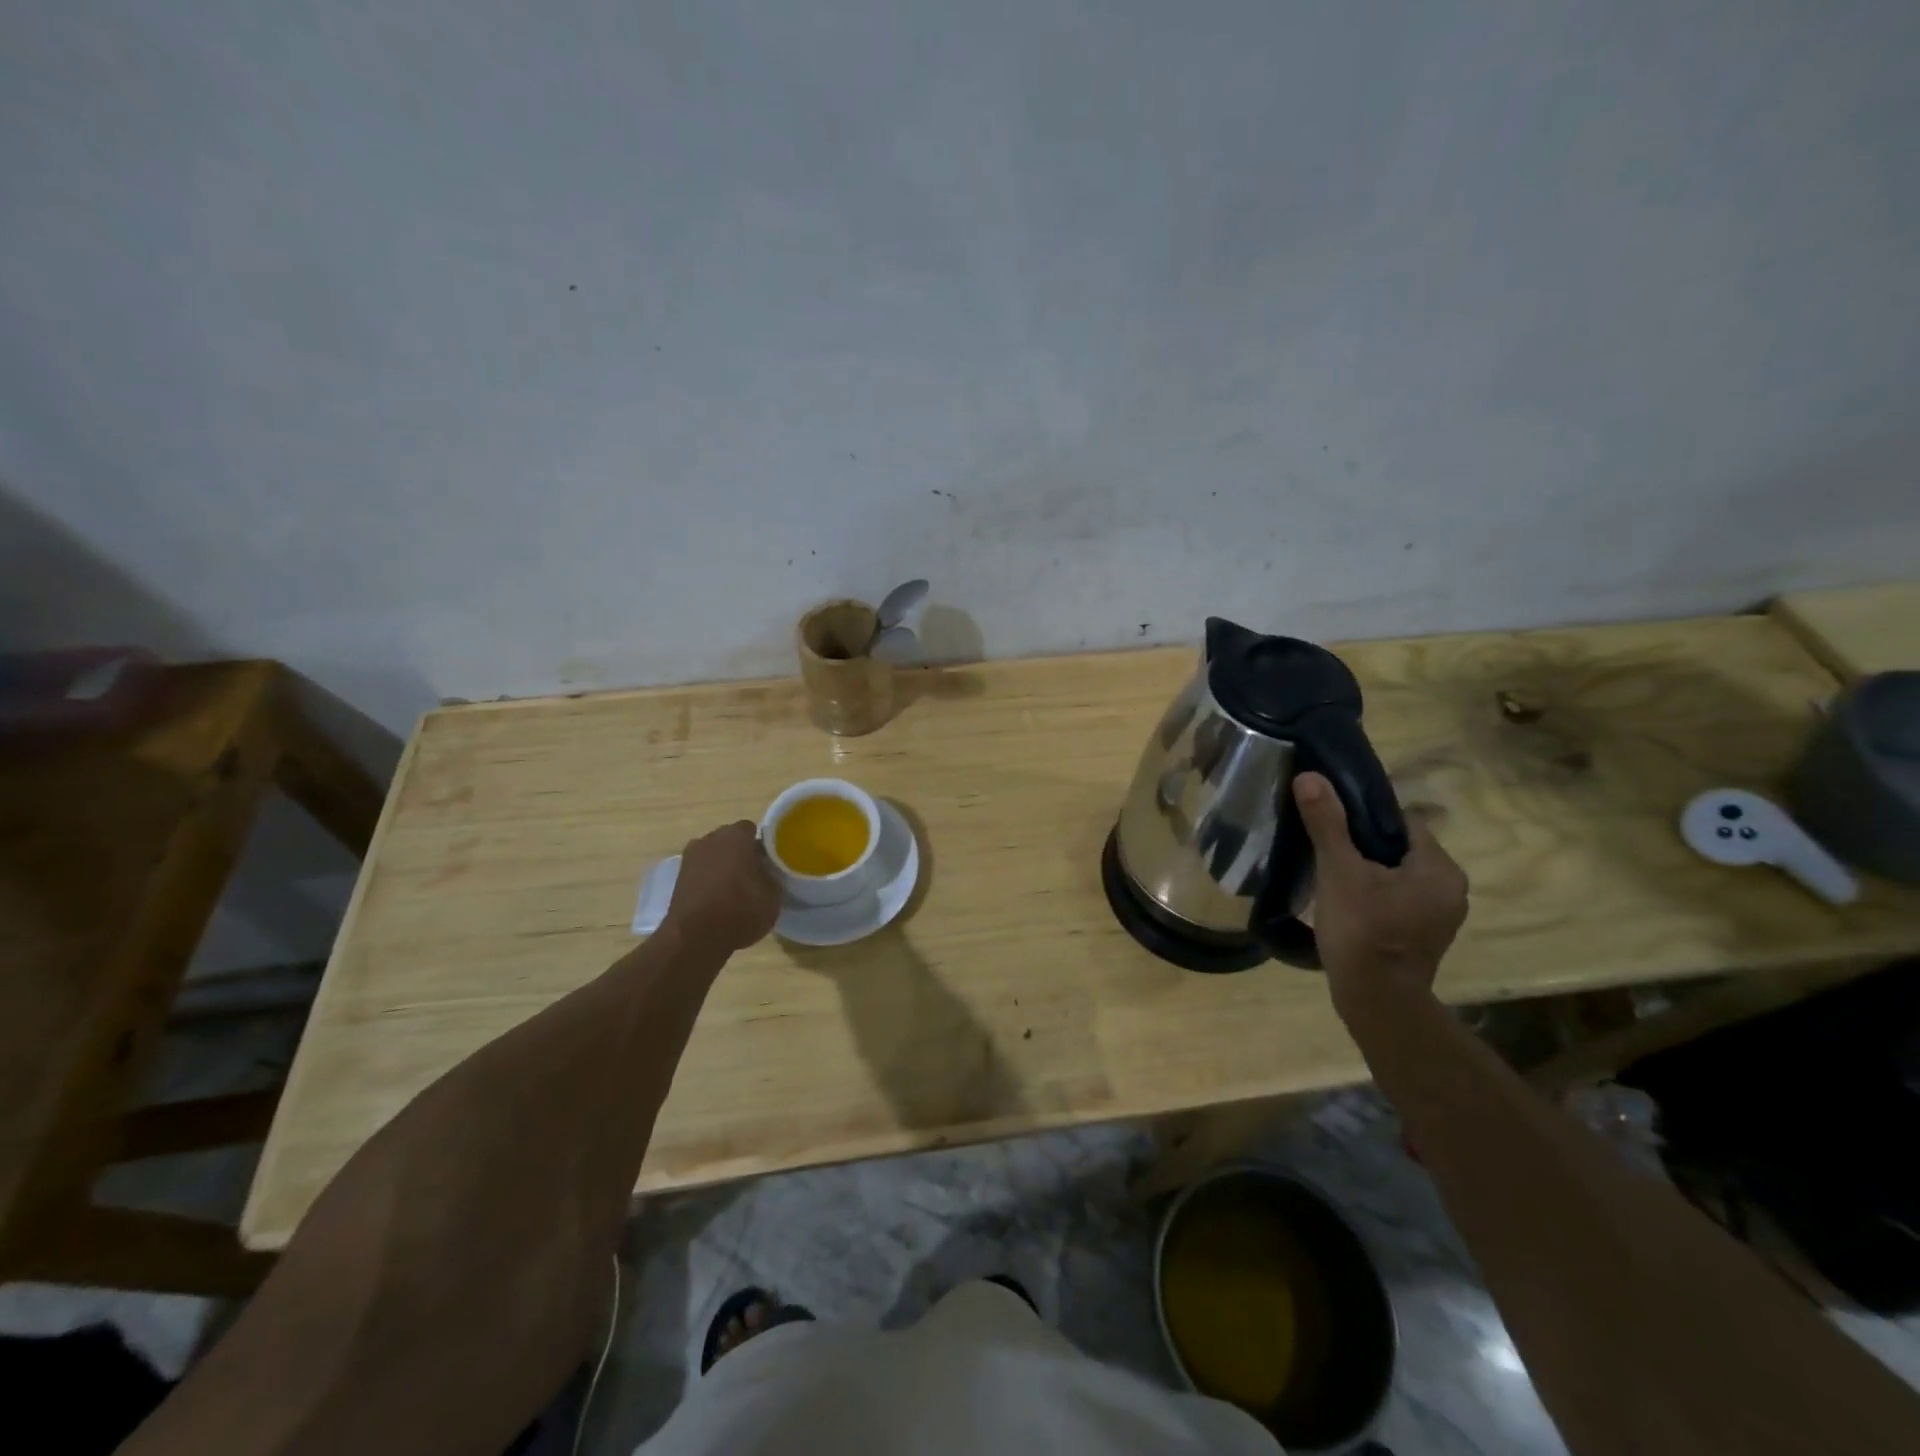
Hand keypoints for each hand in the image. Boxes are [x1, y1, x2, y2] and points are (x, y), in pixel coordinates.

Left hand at [663, 821, 781, 953]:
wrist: (694, 939)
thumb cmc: (740, 911)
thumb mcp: (773, 897)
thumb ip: (773, 877)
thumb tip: (769, 872)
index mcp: (737, 836)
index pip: (752, 830)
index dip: (761, 846)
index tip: (769, 863)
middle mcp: (711, 839)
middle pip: (730, 840)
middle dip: (741, 853)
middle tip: (754, 875)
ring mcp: (690, 857)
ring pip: (713, 855)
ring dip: (722, 867)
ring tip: (734, 890)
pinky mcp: (678, 878)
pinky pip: (700, 872)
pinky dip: (708, 881)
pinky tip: (717, 900)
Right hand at [1293, 772, 1468, 1019]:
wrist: (1376, 1002)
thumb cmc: (1363, 931)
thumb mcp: (1339, 871)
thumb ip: (1327, 823)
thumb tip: (1310, 776)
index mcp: (1440, 868)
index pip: (1403, 822)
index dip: (1365, 817)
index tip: (1332, 823)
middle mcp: (1451, 889)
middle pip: (1399, 848)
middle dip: (1363, 846)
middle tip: (1325, 850)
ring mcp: (1440, 917)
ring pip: (1397, 875)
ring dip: (1368, 872)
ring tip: (1330, 875)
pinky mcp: (1424, 937)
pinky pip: (1397, 899)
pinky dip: (1374, 895)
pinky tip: (1345, 903)